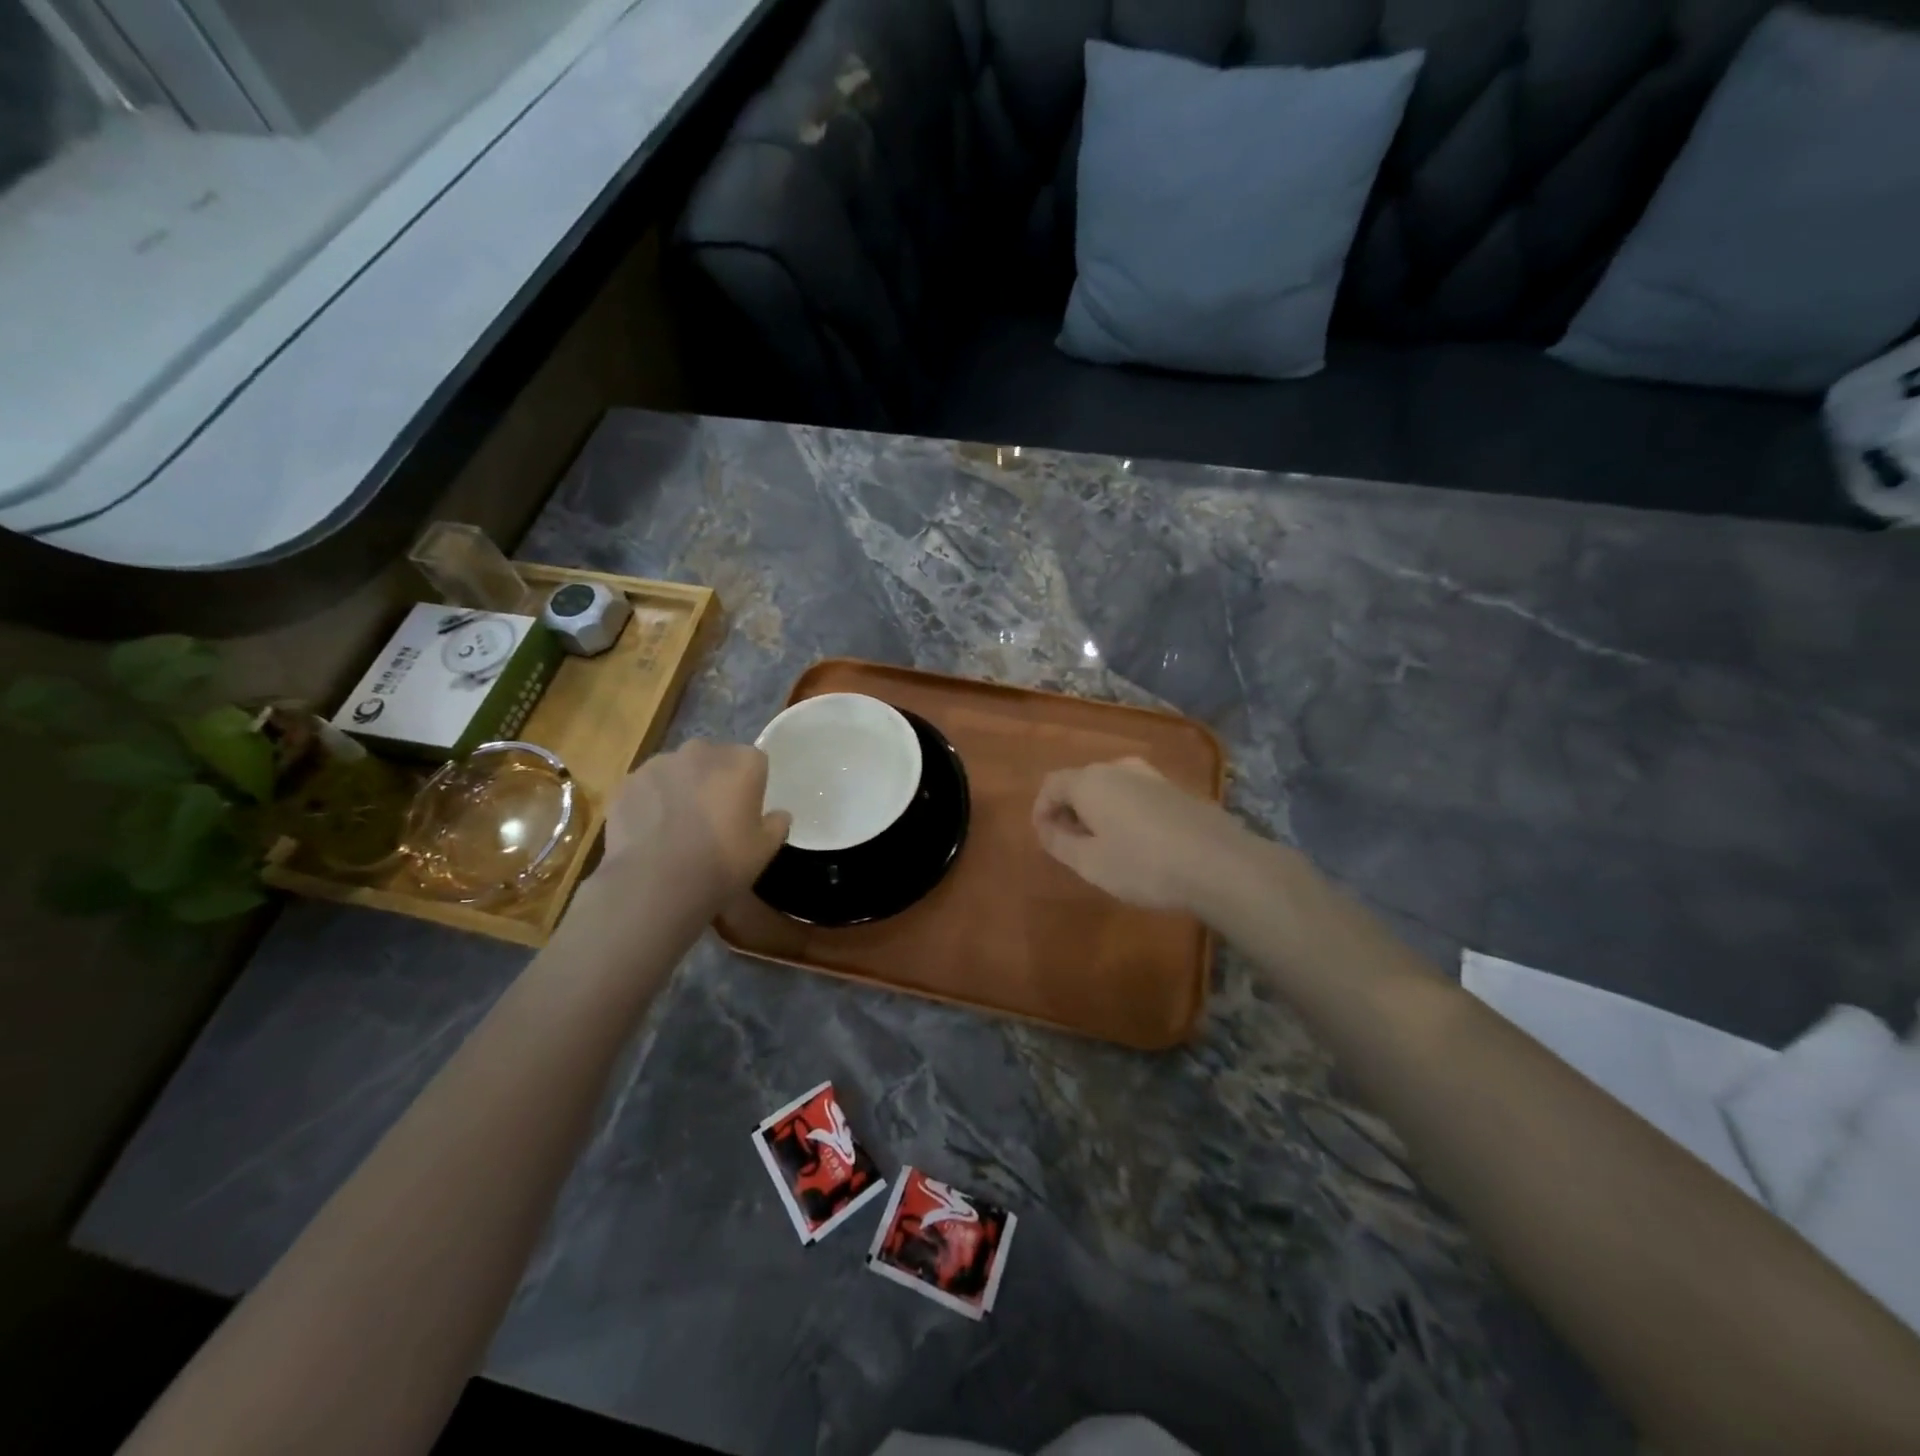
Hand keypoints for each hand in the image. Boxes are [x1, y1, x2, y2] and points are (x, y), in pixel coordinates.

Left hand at [598, 740, 790, 909]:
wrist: (656, 883)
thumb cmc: (722, 863)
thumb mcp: (765, 850)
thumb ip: (776, 824)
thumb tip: (778, 815)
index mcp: (742, 762)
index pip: (754, 761)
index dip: (751, 784)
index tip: (745, 809)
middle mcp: (702, 751)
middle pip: (713, 758)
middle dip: (713, 779)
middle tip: (711, 816)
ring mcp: (659, 764)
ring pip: (676, 770)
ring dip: (680, 788)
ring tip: (675, 826)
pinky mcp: (627, 782)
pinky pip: (646, 787)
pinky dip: (650, 802)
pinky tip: (650, 832)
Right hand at [1031, 758, 1241, 911]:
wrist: (1220, 864)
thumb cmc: (1144, 865)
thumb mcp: (1090, 863)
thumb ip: (1059, 842)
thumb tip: (1045, 828)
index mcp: (1090, 781)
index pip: (1051, 784)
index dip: (1041, 810)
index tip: (1044, 838)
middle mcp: (1119, 768)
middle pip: (1082, 782)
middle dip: (1070, 810)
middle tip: (1072, 844)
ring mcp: (1153, 776)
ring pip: (1112, 787)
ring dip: (1100, 811)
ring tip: (1105, 845)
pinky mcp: (1178, 790)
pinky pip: (1138, 795)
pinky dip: (1126, 812)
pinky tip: (1140, 842)